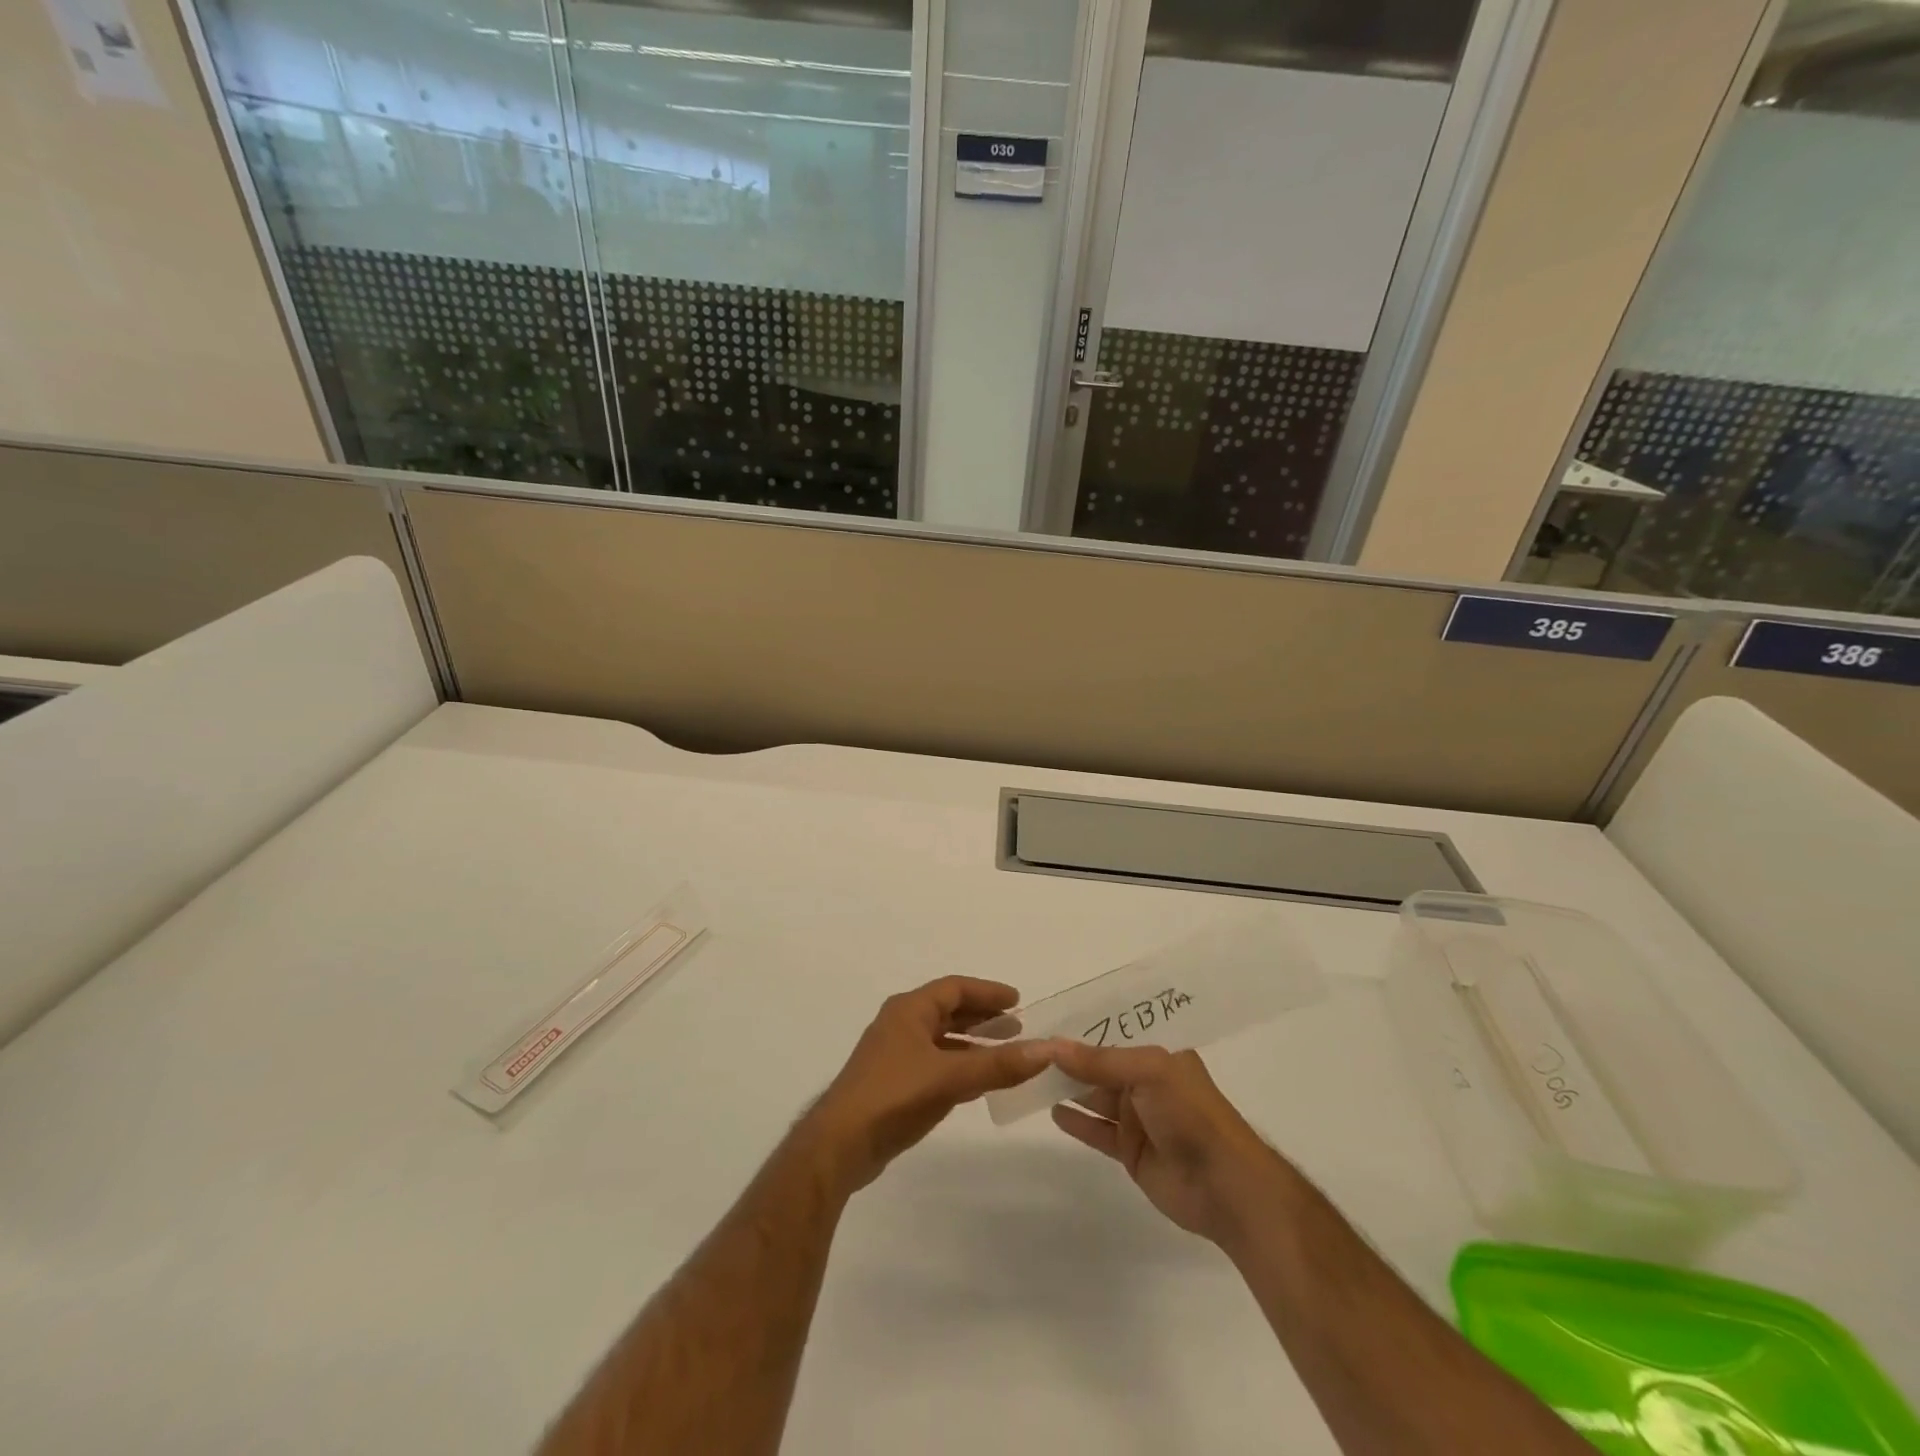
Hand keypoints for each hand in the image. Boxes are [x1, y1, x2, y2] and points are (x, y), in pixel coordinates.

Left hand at [802, 977, 1057, 1194]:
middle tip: (1015, 1027)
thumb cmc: (894, 1096)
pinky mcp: (891, 1083)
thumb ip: (998, 1065)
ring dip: (970, 1042)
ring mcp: (893, 1054)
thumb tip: (1046, 1050)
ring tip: (1002, 1052)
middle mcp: (900, 1024)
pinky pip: (933, 1062)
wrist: (839, 1145)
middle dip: (981, 1016)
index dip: (987, 992)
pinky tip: (976, 1081)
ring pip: (939, 1038)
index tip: (1017, 1001)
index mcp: (909, 1010)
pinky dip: (957, 1064)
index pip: (954, 988)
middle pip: (947, 1010)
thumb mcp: (951, 1077)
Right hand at [1048, 1043, 1291, 1245]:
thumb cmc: (1191, 1114)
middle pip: (1099, 1063)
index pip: (1113, 1031)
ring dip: (1066, 1087)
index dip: (1081, 1025)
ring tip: (1029, 1077)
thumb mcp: (1148, 1072)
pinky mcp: (1131, 1151)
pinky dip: (1076, 1121)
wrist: (1225, 1187)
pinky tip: (1052, 1111)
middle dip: (1067, 1058)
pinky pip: (1097, 1130)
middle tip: (1026, 1050)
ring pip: (1094, 1095)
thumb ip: (1100, 1061)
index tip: (1044, 1019)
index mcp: (1159, 1052)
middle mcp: (1146, 1081)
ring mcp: (1138, 1117)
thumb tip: (1052, 1045)